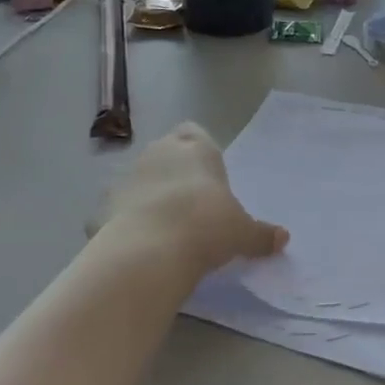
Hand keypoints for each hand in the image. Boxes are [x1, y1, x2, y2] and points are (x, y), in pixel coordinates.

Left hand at [102, 123, 287, 276]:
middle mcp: (158, 153)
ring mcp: (126, 178)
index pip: (194, 133)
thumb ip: (261, 234)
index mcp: (195, 148)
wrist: (151, 251)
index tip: (208, 178)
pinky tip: (142, 246)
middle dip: (175, 173)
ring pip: (140, 180)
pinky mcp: (101, 207)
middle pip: (165, 153)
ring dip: (149, 196)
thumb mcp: (243, 233)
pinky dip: (127, 223)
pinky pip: (119, 211)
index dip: (199, 152)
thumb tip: (283, 239)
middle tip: (192, 205)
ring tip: (166, 229)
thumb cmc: (207, 225)